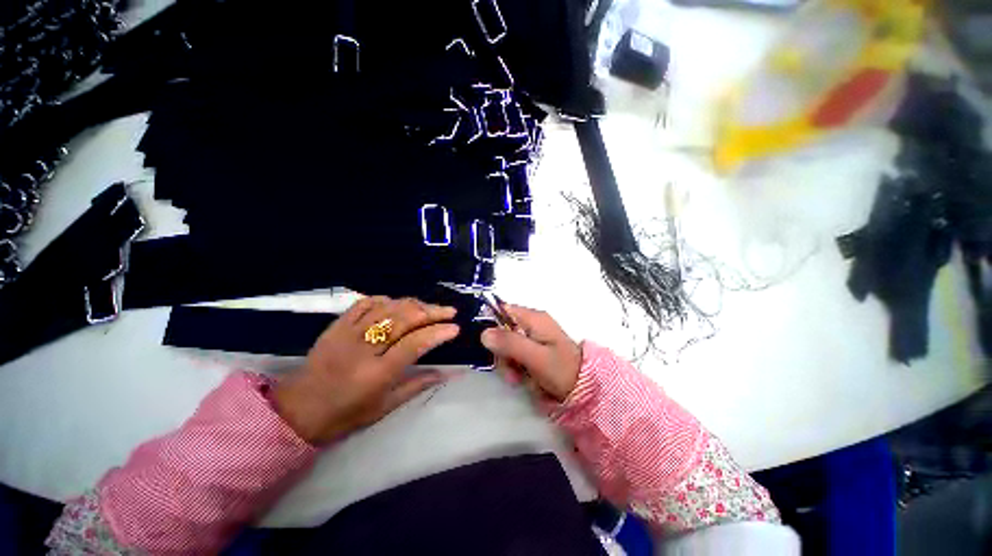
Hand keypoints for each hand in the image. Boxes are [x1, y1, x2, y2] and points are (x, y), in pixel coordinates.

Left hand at [272, 296, 458, 444]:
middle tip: (449, 311)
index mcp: (377, 373)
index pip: (415, 344)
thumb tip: (448, 373)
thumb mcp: (385, 407)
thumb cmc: (345, 415)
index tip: (455, 328)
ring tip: (429, 307)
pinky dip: (385, 300)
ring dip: (413, 304)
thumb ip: (417, 385)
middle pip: (404, 320)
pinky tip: (398, 303)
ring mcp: (348, 333)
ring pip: (387, 307)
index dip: (438, 333)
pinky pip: (365, 303)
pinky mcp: (336, 325)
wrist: (297, 410)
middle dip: (432, 312)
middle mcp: (363, 348)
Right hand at [480, 305, 581, 402]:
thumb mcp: (535, 356)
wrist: (584, 389)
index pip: (503, 310)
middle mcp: (532, 324)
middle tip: (510, 370)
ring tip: (517, 378)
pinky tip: (522, 379)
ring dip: (508, 363)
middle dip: (502, 351)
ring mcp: (533, 337)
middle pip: (503, 330)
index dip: (491, 324)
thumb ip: (510, 343)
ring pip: (507, 345)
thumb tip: (484, 333)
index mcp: (534, 318)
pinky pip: (515, 354)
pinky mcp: (534, 350)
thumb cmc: (561, 370)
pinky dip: (515, 367)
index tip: (489, 344)